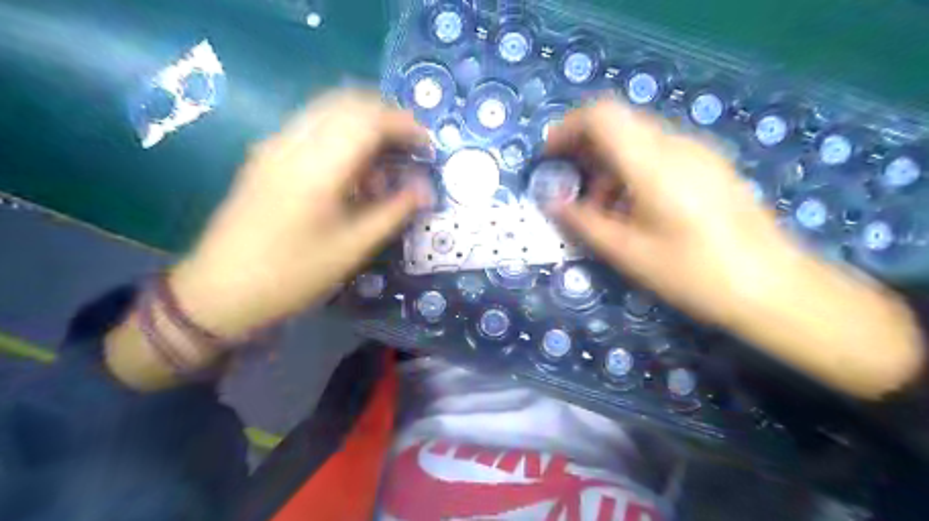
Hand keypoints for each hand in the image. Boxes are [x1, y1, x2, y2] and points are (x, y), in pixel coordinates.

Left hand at [169, 89, 432, 338]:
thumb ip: (393, 212)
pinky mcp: (266, 156)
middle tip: (410, 148)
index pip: (369, 120)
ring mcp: (274, 145)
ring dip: (364, 124)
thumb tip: (425, 190)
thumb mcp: (352, 248)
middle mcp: (292, 142)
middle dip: (387, 118)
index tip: (427, 147)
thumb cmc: (292, 275)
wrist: (219, 291)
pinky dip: (341, 134)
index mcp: (316, 166)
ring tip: (385, 160)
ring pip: (328, 110)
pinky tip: (351, 168)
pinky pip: (311, 126)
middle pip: (347, 102)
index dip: (405, 126)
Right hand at [546, 97, 789, 322]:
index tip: (550, 157)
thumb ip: (585, 222)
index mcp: (654, 164)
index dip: (568, 128)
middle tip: (570, 186)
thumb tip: (553, 202)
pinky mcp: (710, 165)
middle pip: (619, 123)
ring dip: (609, 163)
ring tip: (602, 208)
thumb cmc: (695, 274)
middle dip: (585, 149)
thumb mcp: (630, 254)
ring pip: (638, 139)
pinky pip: (659, 153)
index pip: (602, 116)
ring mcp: (698, 152)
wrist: (774, 287)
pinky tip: (634, 208)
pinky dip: (633, 170)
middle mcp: (677, 145)